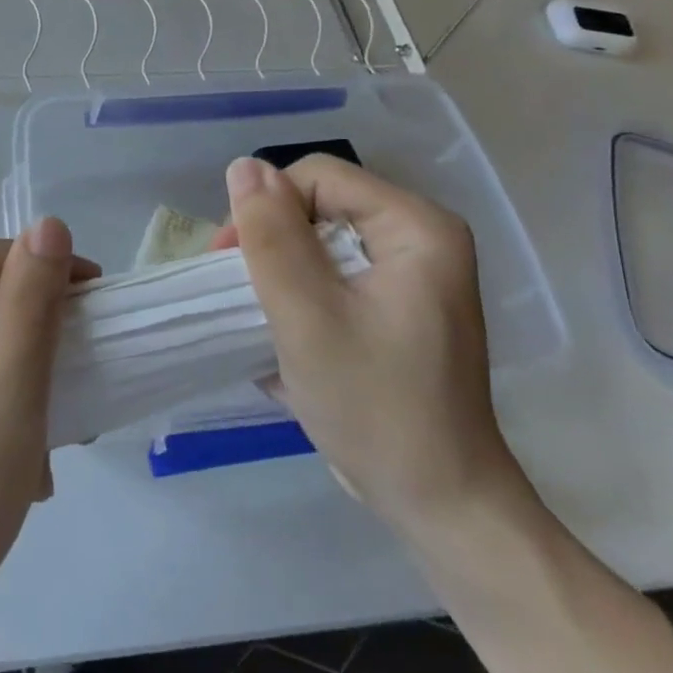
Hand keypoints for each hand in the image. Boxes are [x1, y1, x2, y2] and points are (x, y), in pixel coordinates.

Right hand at [220, 155, 526, 531]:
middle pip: (320, 207)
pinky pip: (335, 276)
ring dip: (282, 277)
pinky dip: (303, 298)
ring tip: (263, 322)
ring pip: (321, 243)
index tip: (231, 263)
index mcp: (416, 226)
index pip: (317, 178)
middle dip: (272, 246)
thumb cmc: (376, 407)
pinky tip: (289, 340)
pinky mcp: (400, 307)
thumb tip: (243, 165)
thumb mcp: (307, 316)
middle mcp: (421, 238)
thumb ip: (271, 236)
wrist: (442, 507)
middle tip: (244, 297)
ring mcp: (413, 275)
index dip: (265, 208)